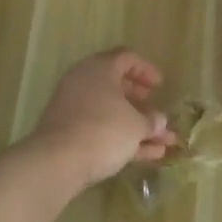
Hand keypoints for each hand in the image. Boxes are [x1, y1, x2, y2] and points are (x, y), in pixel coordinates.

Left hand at [26, 49, 177, 186]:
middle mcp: (84, 83)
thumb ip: (151, 121)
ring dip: (137, 126)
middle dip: (141, 103)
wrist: (57, 163)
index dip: (146, 70)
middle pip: (117, 86)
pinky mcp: (68, 134)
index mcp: (100, 69)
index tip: (160, 86)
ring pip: (111, 113)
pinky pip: (101, 130)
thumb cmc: (103, 130)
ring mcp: (73, 109)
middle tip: (155, 112)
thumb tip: (159, 122)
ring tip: (164, 142)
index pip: (126, 58)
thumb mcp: (136, 125)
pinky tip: (149, 156)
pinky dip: (123, 140)